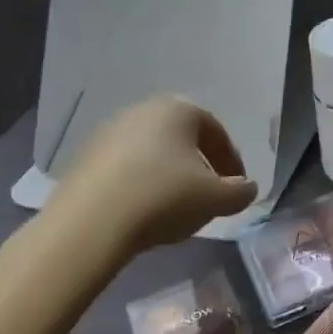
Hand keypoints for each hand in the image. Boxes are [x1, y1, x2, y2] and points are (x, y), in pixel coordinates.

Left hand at [37, 96, 256, 267]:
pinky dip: (140, 184)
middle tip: (207, 196)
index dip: (231, 162)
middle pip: (183, 139)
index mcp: (179, 109)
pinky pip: (125, 167)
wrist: (90, 223)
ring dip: (168, 176)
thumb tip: (247, 189)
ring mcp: (109, 131)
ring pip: (153, 152)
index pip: (216, 132)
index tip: (235, 188)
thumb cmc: (164, 198)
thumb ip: (240, 192)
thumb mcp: (215, 199)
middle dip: (199, 166)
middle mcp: (144, 110)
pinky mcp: (85, 157)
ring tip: (174, 208)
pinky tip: (142, 211)